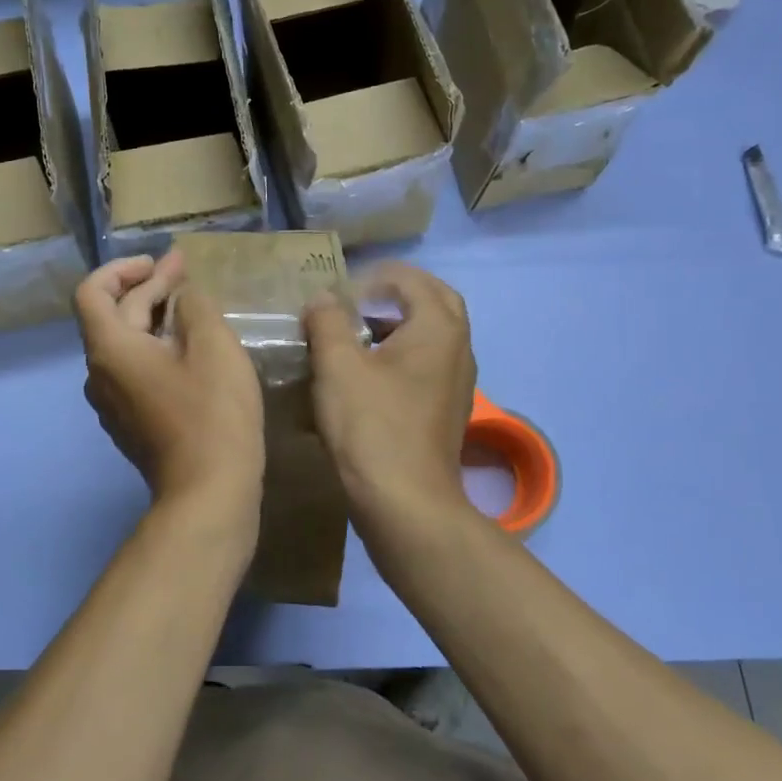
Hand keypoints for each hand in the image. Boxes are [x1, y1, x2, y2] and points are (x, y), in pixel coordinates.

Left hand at [76, 251, 264, 509]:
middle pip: (115, 316)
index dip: (123, 268)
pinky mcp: (131, 423)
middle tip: (188, 271)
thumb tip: (183, 297)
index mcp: (109, 349)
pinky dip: (157, 349)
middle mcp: (99, 374)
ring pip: (127, 345)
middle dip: (150, 288)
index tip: (160, 263)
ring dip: (155, 318)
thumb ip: (194, 306)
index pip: (92, 291)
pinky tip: (190, 349)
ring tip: (192, 306)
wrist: (208, 493)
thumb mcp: (213, 346)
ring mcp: (113, 403)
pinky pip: (136, 372)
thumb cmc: (211, 413)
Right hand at [303, 262, 475, 529]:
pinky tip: (366, 378)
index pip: (413, 280)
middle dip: (397, 294)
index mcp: (438, 328)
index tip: (340, 294)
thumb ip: (328, 321)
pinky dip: (401, 357)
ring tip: (356, 337)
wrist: (404, 502)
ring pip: (432, 337)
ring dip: (398, 327)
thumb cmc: (371, 425)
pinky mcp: (446, 411)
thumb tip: (323, 299)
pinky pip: (427, 367)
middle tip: (359, 300)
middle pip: (434, 303)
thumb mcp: (337, 366)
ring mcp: (457, 383)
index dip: (374, 278)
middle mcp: (458, 349)